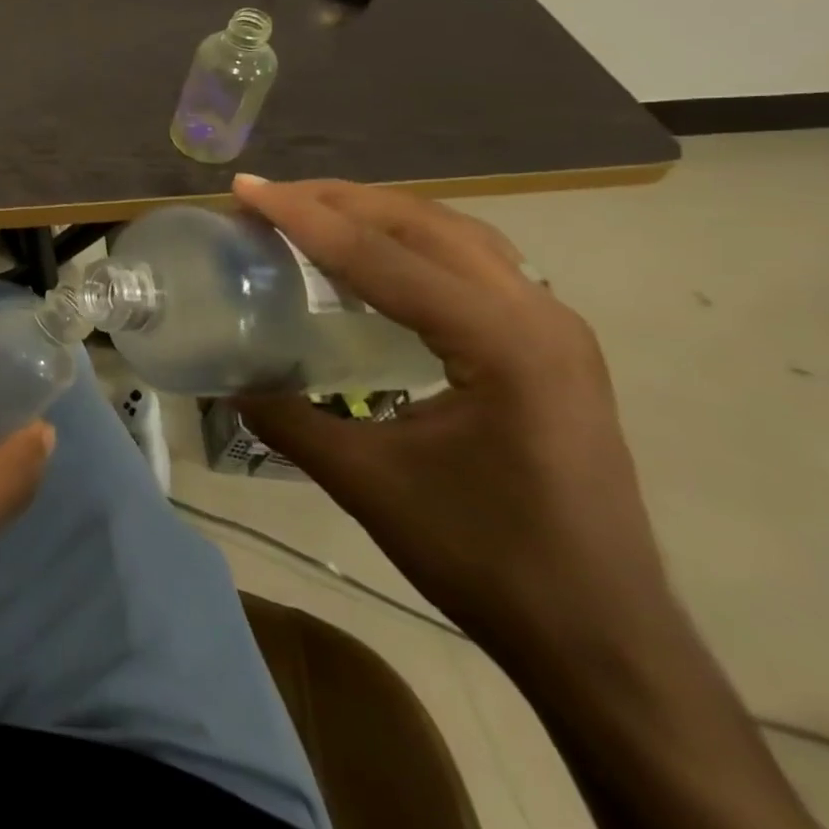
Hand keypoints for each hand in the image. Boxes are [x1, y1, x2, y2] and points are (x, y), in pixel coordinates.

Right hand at [227, 176, 669, 659]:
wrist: (603, 638)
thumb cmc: (487, 559)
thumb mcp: (367, 484)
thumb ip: (287, 418)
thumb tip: (226, 377)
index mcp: (502, 342)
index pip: (383, 255)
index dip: (304, 217)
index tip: (244, 190)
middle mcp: (537, 315)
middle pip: (424, 223)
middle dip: (337, 200)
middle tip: (266, 197)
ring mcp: (553, 327)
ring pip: (454, 233)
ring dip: (376, 212)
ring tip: (309, 212)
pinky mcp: (549, 346)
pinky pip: (471, 262)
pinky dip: (409, 241)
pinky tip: (371, 259)